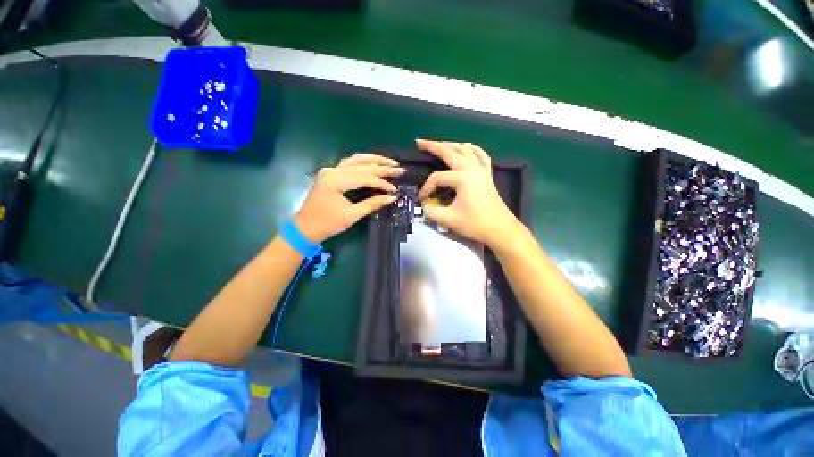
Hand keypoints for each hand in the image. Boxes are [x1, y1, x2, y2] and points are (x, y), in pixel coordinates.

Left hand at [294, 153, 404, 243]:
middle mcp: (332, 170)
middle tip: (400, 169)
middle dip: (383, 167)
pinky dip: (363, 162)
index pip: (365, 177)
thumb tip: (392, 197)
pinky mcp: (330, 174)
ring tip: (390, 162)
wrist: (305, 228)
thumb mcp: (351, 215)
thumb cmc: (327, 224)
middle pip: (362, 165)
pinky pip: (350, 163)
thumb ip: (372, 204)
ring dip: (374, 160)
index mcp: (335, 180)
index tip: (394, 190)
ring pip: (356, 159)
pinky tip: (373, 163)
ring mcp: (330, 170)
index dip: (382, 183)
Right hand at [416, 139, 518, 246]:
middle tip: (420, 142)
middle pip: (450, 152)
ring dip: (451, 145)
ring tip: (439, 145)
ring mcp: (481, 170)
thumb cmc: (475, 224)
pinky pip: (481, 155)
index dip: (426, 188)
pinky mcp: (487, 174)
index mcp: (462, 178)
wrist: (500, 229)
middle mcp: (471, 168)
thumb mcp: (448, 219)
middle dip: (433, 146)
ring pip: (465, 150)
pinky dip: (472, 149)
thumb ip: (431, 210)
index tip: (421, 199)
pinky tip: (466, 147)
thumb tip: (424, 203)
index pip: (437, 178)